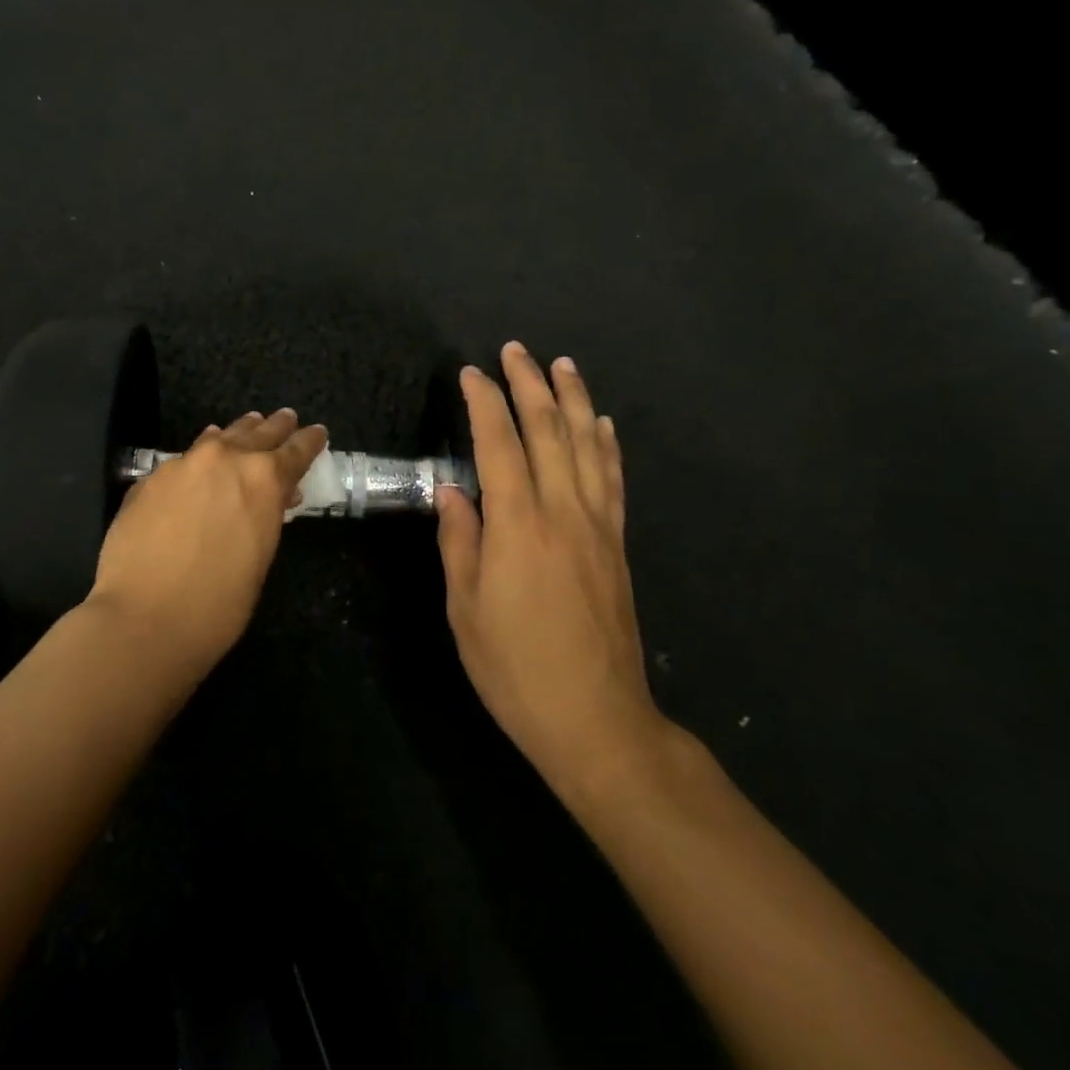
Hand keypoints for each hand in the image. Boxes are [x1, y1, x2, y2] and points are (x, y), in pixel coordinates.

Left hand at [86, 409, 327, 670]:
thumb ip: (267, 516)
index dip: (309, 440)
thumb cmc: (219, 603)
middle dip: (276, 426)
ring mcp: (184, 464)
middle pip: (258, 432)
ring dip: (238, 432)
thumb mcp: (261, 557)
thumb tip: (273, 498)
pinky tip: (200, 459)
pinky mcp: (151, 478)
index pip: (296, 450)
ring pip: (219, 437)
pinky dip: (201, 454)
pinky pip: (185, 457)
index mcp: (264, 479)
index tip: (317, 432)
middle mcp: (226, 458)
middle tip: (286, 418)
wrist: (144, 618)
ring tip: (249, 425)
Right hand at [435, 343, 659, 789]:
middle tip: (516, 349)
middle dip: (530, 384)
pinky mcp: (616, 543)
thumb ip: (460, 541)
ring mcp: (597, 525)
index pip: (499, 444)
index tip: (471, 373)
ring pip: (587, 445)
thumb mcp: (466, 609)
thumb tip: (452, 491)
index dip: (485, 403)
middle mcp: (562, 512)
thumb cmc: (515, 668)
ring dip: (574, 399)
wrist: (596, 719)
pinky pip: (613, 479)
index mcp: (517, 526)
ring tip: (563, 365)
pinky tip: (602, 423)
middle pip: (548, 430)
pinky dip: (606, 444)